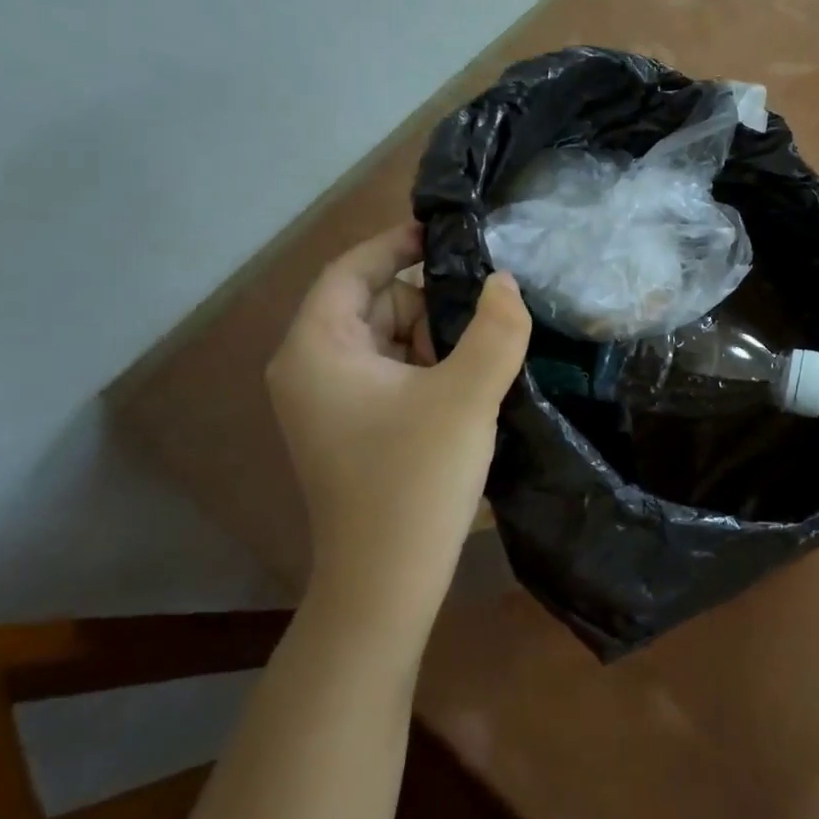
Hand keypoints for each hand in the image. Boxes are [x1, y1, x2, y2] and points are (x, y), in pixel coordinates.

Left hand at [267, 223, 530, 631]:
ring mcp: (331, 400)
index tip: (451, 233)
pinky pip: (394, 372)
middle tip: (486, 311)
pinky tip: (468, 383)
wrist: (387, 585)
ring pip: (391, 338)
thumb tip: (506, 281)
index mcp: (318, 349)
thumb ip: (496, 329)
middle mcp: (312, 368)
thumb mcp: (466, 396)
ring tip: (483, 354)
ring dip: (437, 337)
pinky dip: (430, 367)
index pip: (353, 269)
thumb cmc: (415, 482)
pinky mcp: (353, 426)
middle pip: (376, 303)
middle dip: (430, 302)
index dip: (399, 243)